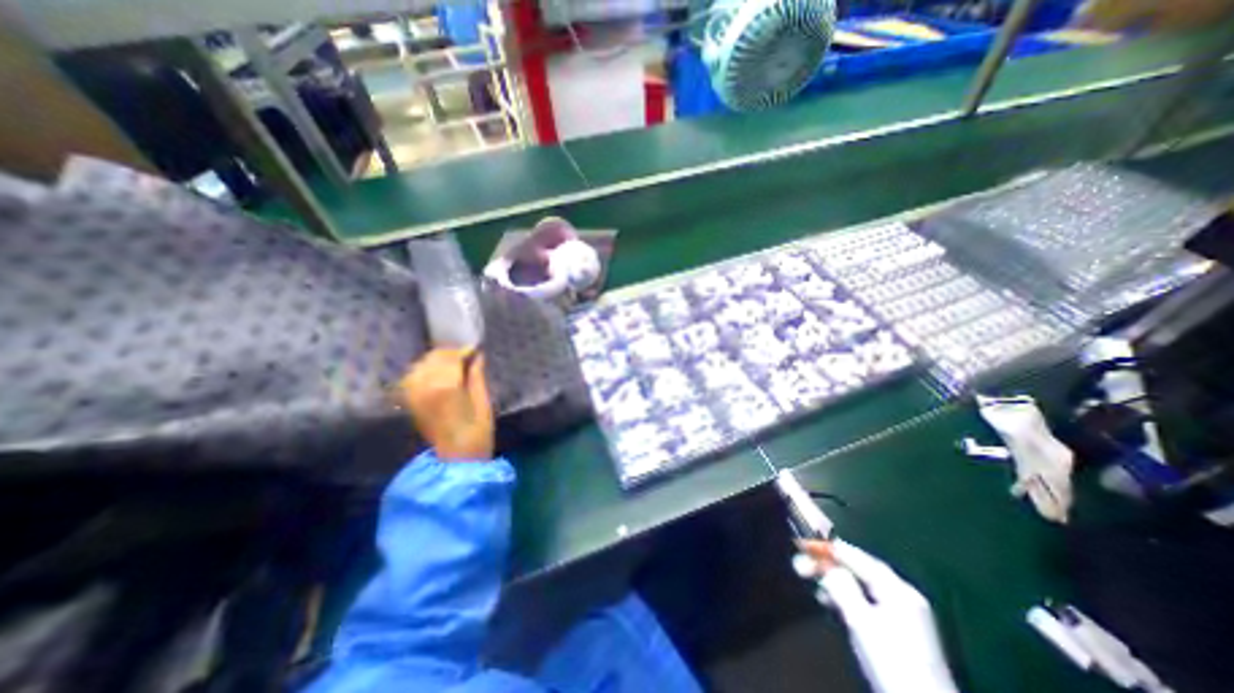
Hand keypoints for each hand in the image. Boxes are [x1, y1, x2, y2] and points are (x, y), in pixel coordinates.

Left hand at [394, 345, 492, 460]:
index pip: (451, 358)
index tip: (476, 350)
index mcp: (446, 386)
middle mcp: (425, 387)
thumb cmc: (478, 431)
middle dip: (450, 354)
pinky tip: (435, 374)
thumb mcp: (484, 401)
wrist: (457, 458)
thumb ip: (477, 376)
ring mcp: (414, 395)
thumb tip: (478, 356)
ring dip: (435, 361)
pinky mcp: (410, 402)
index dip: (464, 351)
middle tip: (465, 356)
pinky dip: (423, 371)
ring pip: (420, 365)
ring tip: (451, 364)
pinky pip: (412, 378)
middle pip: (433, 358)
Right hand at [796, 542, 957, 692]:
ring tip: (811, 579)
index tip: (808, 543)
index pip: (860, 559)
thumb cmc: (891, 661)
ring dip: (836, 580)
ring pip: (862, 586)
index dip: (833, 550)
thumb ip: (842, 588)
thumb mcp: (861, 621)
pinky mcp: (898, 631)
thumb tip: (825, 566)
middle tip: (805, 560)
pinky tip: (830, 600)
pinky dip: (846, 596)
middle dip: (832, 564)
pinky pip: (866, 601)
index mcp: (899, 591)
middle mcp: (903, 597)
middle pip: (862, 570)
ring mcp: (903, 614)